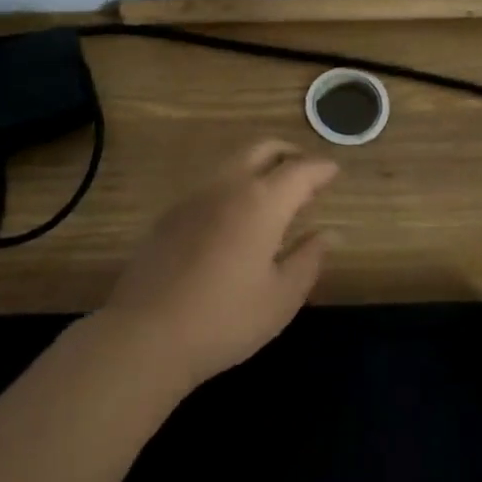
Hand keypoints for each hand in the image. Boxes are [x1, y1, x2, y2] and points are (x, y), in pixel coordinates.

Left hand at [101, 140, 336, 390]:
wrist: (146, 333)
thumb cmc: (225, 319)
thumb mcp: (281, 298)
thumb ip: (308, 259)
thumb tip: (329, 233)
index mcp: (262, 201)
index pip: (300, 170)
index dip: (321, 168)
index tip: (335, 171)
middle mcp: (229, 185)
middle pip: (263, 148)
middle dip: (289, 153)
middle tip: (305, 171)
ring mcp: (196, 195)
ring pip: (235, 160)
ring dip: (260, 164)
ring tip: (274, 191)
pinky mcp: (172, 212)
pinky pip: (213, 182)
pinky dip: (235, 183)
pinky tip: (236, 214)